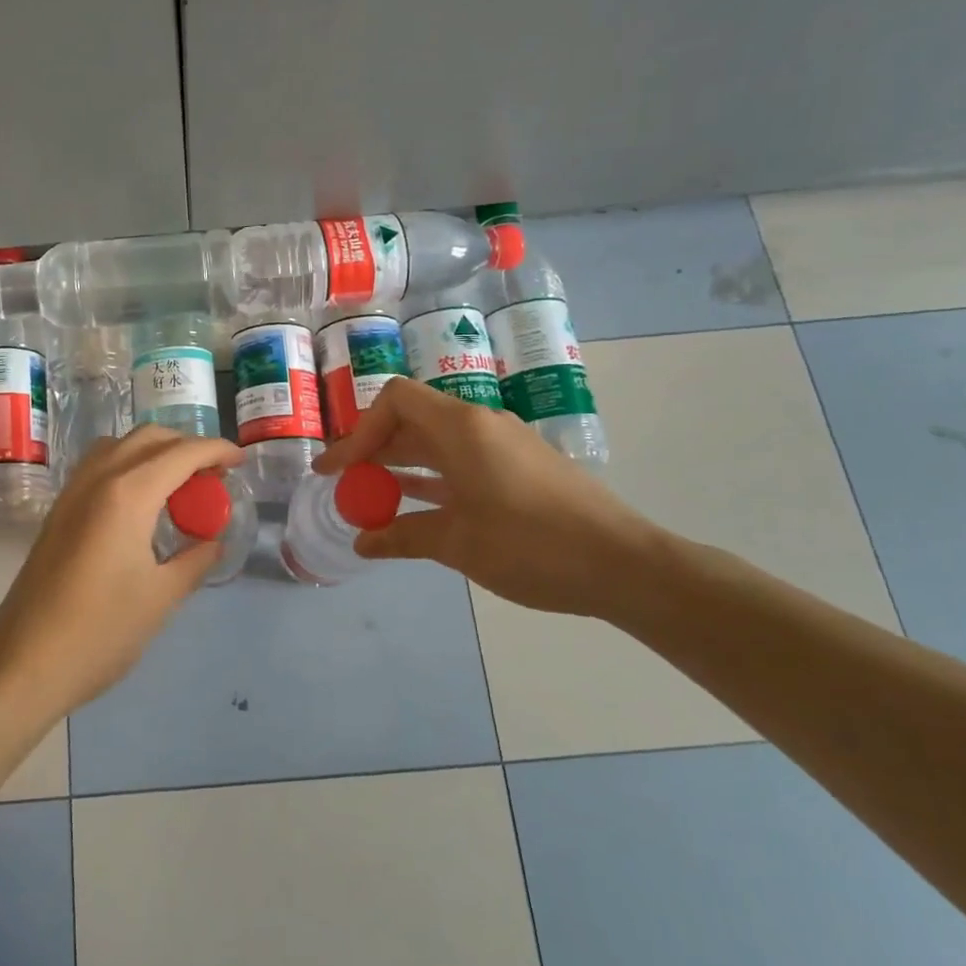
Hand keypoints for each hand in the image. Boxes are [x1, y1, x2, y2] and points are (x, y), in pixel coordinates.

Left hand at [0, 424, 243, 721]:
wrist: (24, 663)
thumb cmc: (100, 632)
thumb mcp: (161, 598)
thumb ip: (194, 560)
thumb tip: (213, 541)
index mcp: (127, 494)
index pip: (182, 453)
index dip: (216, 450)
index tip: (240, 460)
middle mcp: (97, 479)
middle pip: (148, 438)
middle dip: (186, 446)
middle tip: (212, 475)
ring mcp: (71, 492)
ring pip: (118, 445)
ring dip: (153, 451)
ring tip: (178, 484)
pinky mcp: (58, 510)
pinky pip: (98, 466)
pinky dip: (127, 465)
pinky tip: (140, 502)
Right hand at [315, 377, 662, 616]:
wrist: (624, 565)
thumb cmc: (531, 545)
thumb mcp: (457, 543)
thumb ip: (403, 536)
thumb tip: (363, 543)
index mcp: (461, 427)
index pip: (395, 400)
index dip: (360, 431)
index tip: (340, 470)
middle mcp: (480, 425)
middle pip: (412, 420)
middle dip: (373, 450)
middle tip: (344, 484)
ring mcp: (503, 446)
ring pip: (437, 442)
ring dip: (401, 465)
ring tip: (370, 497)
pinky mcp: (520, 468)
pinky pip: (462, 461)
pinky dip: (432, 478)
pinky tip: (416, 507)